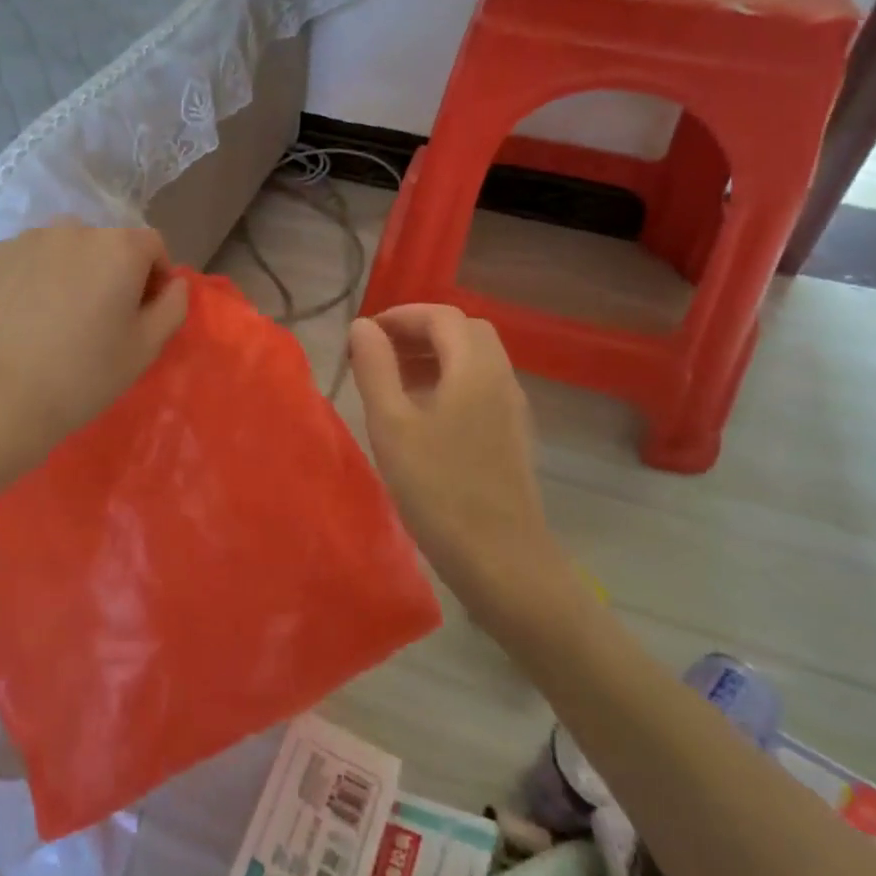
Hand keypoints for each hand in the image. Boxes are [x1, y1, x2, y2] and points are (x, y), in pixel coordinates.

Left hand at [0, 221, 188, 455]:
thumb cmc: (83, 375)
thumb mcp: (146, 348)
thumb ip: (173, 306)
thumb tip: (174, 283)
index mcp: (119, 247)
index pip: (152, 245)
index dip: (155, 276)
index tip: (143, 312)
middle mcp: (74, 228)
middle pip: (105, 243)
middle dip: (110, 271)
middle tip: (99, 317)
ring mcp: (26, 239)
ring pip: (63, 248)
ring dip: (70, 271)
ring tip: (57, 315)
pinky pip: (25, 259)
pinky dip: (31, 277)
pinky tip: (22, 316)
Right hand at [348, 305, 569, 620]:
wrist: (502, 560)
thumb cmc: (439, 488)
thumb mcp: (392, 424)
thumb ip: (375, 367)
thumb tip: (362, 326)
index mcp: (474, 367)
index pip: (440, 315)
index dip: (401, 315)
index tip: (364, 335)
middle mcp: (500, 377)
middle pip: (463, 330)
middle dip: (420, 331)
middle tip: (381, 353)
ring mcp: (512, 407)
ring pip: (475, 358)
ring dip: (436, 355)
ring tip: (394, 382)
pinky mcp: (513, 434)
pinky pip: (481, 385)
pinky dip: (451, 380)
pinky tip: (424, 414)